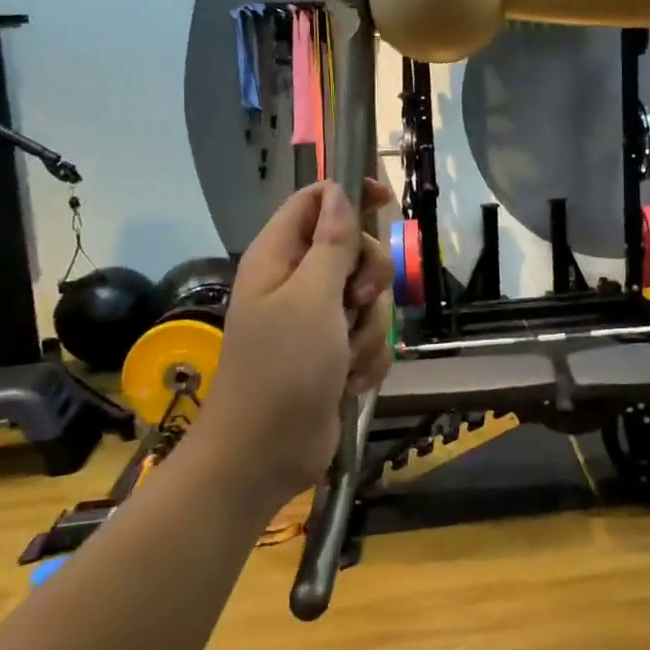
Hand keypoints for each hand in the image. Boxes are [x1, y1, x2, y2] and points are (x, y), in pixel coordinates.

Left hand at [199, 179, 394, 509]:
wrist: (264, 456)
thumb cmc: (282, 369)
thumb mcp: (312, 298)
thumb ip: (332, 244)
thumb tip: (339, 194)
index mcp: (279, 257)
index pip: (316, 201)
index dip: (350, 195)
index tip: (385, 202)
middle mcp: (298, 282)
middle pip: (354, 249)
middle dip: (368, 279)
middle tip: (354, 303)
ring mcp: (317, 320)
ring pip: (369, 298)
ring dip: (369, 329)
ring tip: (346, 358)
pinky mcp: (335, 353)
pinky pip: (371, 336)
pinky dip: (367, 358)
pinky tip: (349, 381)